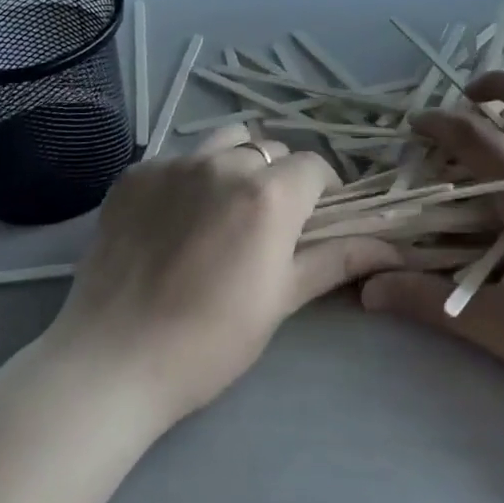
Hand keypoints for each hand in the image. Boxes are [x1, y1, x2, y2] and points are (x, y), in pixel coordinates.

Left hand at [48, 125, 400, 427]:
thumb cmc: (210, 341)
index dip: (322, 191)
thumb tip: (392, 247)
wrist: (112, 361)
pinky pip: (178, 160)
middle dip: (279, 177)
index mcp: (269, 194)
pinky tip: (173, 221)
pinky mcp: (134, 173)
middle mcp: (223, 163)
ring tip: (223, 209)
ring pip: (224, 142)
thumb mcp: (281, 300)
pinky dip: (189, 179)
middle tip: (267, 222)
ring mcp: (174, 163)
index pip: (315, 166)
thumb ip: (335, 259)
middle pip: (269, 150)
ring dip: (236, 164)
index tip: (315, 221)